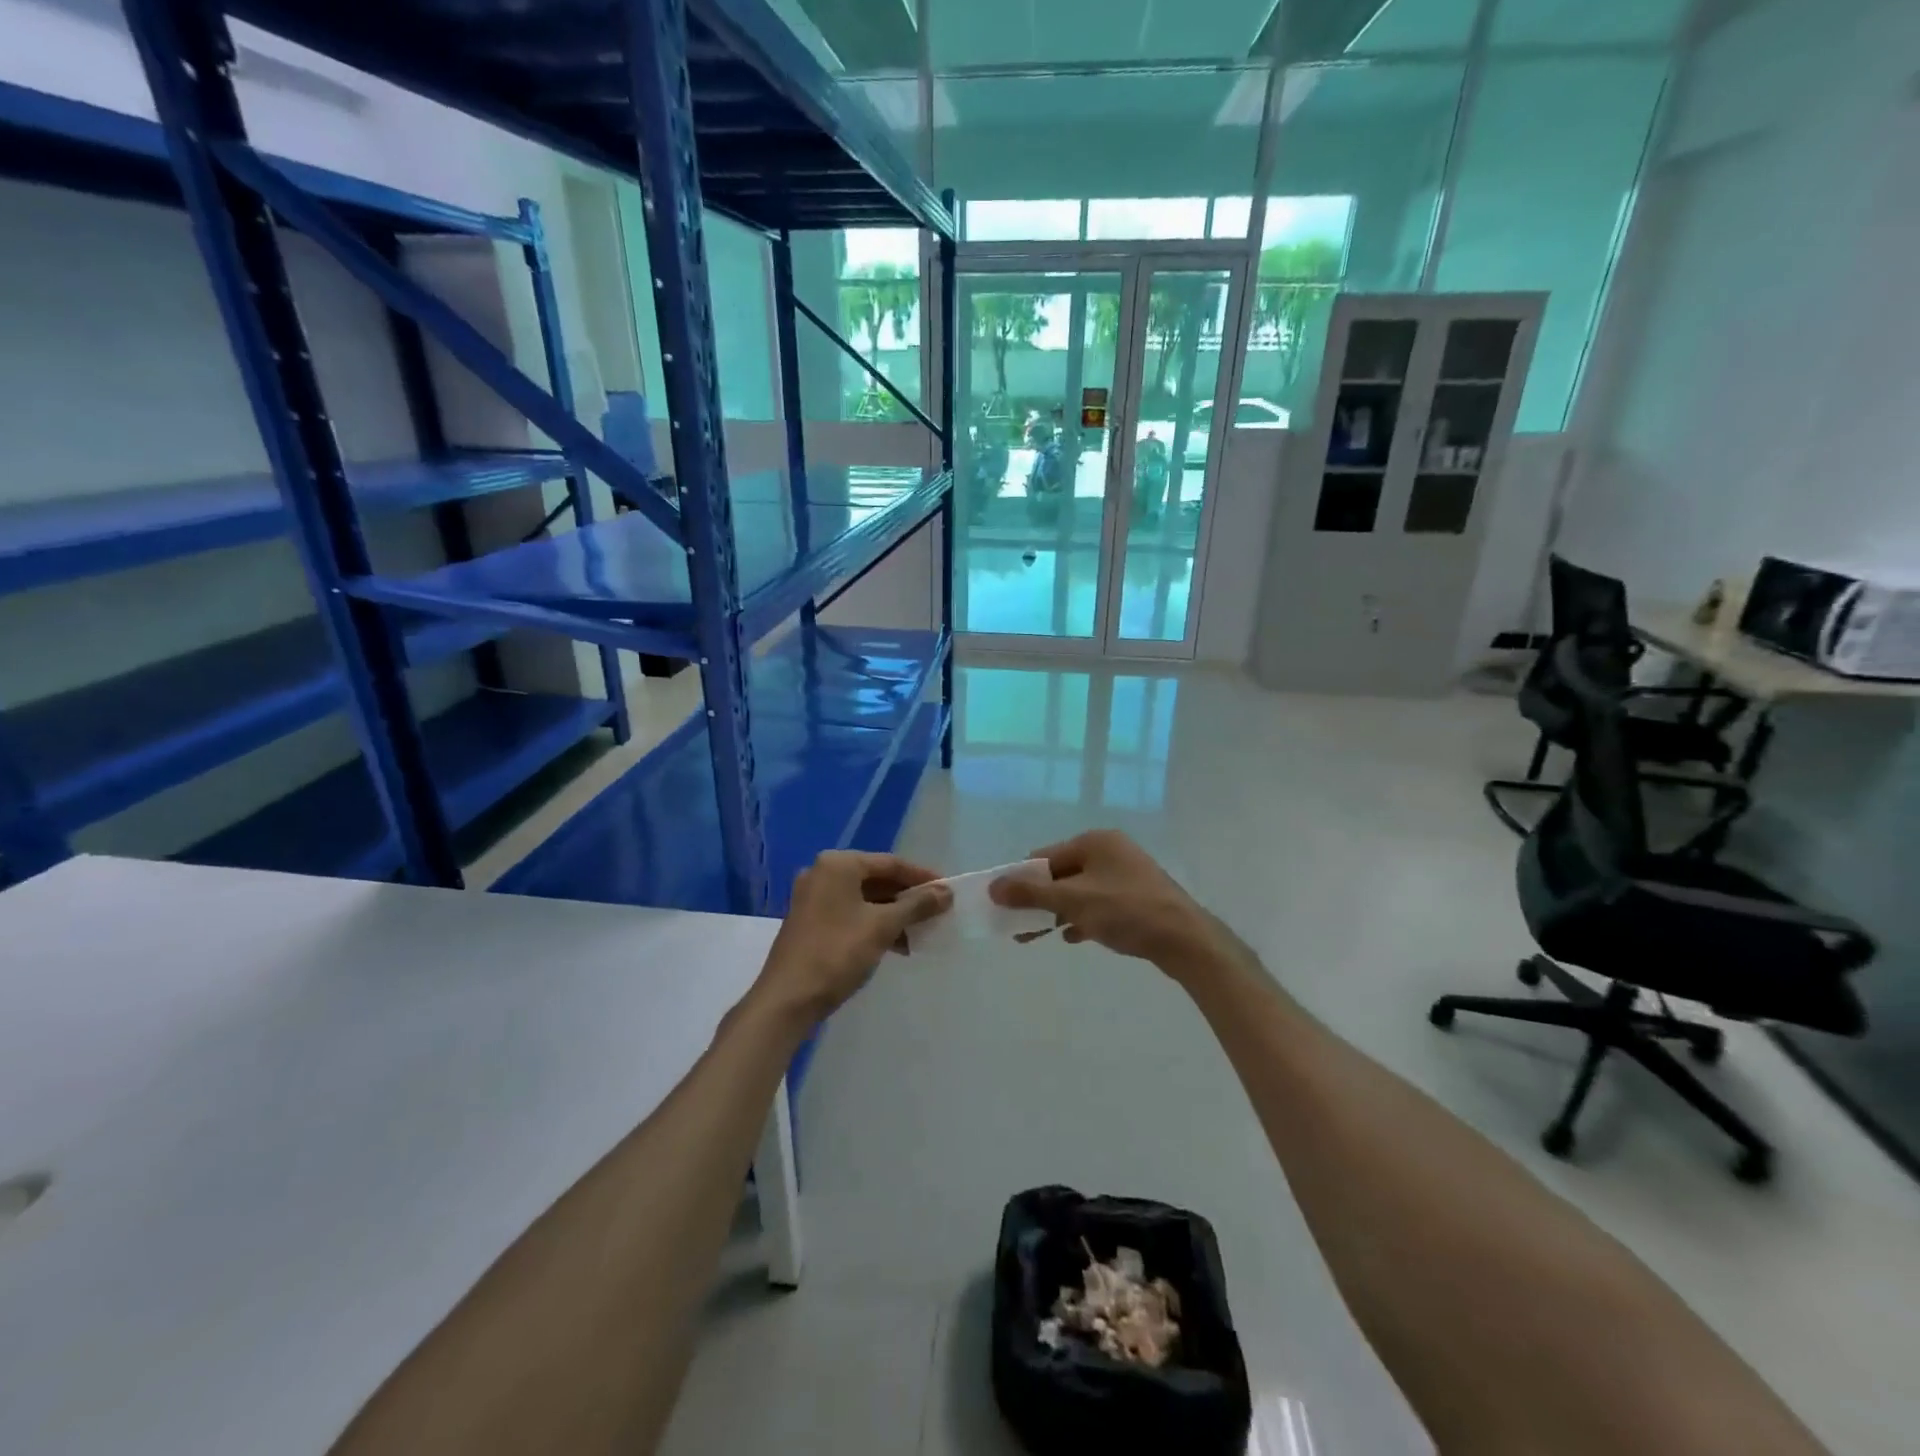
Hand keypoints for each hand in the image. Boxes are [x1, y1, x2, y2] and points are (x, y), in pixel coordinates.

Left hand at [753, 851, 951, 1021]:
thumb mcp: (883, 927)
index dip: (922, 877)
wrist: (787, 999)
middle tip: (936, 913)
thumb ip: (916, 905)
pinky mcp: (810, 921)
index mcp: (838, 864)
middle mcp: (823, 873)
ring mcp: (813, 898)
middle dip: (907, 898)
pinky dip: (874, 924)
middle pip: (876, 879)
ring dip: (893, 914)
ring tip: (920, 933)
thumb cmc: (837, 953)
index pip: (890, 863)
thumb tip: (946, 892)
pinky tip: (896, 945)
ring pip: (864, 899)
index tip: (948, 891)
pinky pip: (851, 913)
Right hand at [990, 830, 1211, 969]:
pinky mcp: (1137, 897)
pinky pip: (1099, 904)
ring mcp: (1126, 874)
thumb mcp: (1072, 901)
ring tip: (1038, 936)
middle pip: (1061, 874)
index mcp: (1094, 841)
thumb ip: (1030, 894)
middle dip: (1039, 900)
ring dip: (1058, 911)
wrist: (1184, 939)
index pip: (1045, 857)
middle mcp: (1110, 851)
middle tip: (1020, 927)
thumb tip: (993, 886)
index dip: (1022, 881)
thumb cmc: (1126, 911)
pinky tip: (1073, 937)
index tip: (1006, 907)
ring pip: (1080, 891)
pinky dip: (1082, 917)